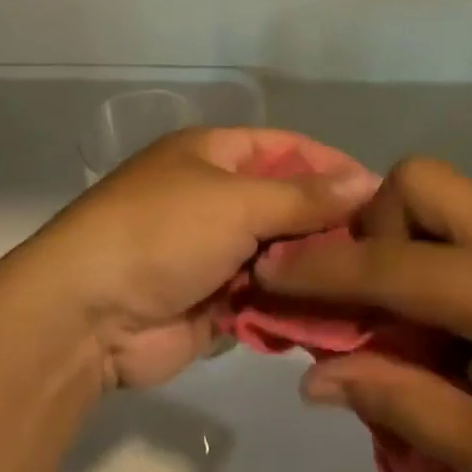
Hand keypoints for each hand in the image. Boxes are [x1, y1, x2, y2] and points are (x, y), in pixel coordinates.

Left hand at [32, 128, 376, 390]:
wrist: (87, 314)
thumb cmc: (162, 232)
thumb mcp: (236, 203)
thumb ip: (303, 197)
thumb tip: (365, 180)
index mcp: (213, 155)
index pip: (286, 148)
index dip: (332, 166)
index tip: (382, 193)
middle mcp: (215, 198)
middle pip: (287, 206)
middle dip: (329, 227)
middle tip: (385, 252)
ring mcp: (213, 253)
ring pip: (280, 258)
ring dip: (315, 274)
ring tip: (371, 291)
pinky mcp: (213, 303)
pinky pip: (266, 301)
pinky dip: (293, 310)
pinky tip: (336, 323)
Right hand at [256, 156, 471, 471]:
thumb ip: (397, 401)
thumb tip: (316, 377)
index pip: (387, 266)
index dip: (319, 271)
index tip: (268, 272)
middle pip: (418, 178)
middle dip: (375, 224)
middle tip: (379, 293)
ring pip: (446, 189)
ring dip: (409, 232)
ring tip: (420, 309)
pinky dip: (445, 245)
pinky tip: (466, 313)